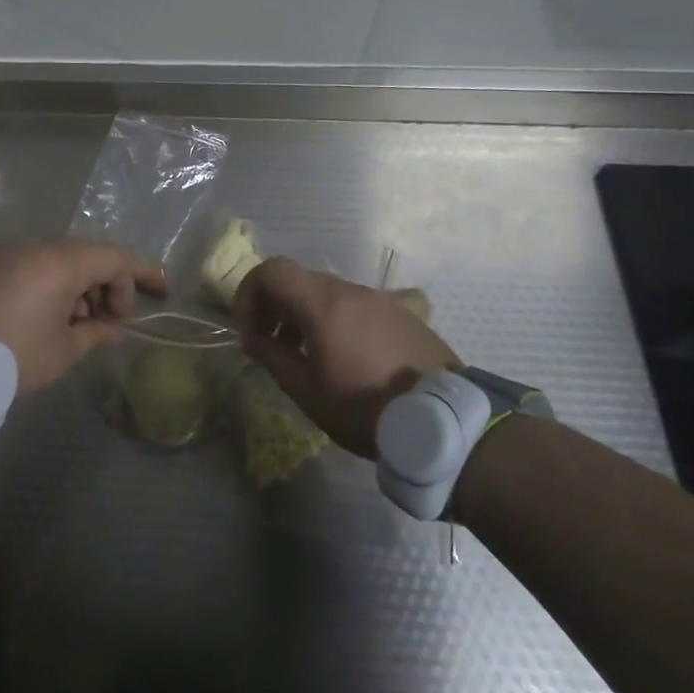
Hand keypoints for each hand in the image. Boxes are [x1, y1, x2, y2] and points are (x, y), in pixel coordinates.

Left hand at [0, 239, 166, 394]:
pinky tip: (45, 316)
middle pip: (86, 256)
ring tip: (78, 324)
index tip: (160, 295)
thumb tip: (114, 328)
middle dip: (107, 285)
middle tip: (113, 321)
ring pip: (56, 260)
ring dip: (77, 286)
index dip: (141, 276)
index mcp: (61, 261)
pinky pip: (29, 266)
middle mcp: (34, 246)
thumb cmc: (12, 354)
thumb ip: (95, 333)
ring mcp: (5, 252)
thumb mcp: (63, 351)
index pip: (115, 258)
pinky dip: (48, 285)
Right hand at [233, 257, 461, 458]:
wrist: (445, 422)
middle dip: (275, 305)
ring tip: (305, 353)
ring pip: (328, 293)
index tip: (248, 327)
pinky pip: (355, 306)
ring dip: (304, 314)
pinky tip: (343, 357)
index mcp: (323, 304)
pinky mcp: (403, 314)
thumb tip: (253, 339)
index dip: (250, 292)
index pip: (272, 270)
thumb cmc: (364, 407)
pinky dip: (334, 320)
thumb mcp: (307, 390)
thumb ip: (273, 357)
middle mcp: (350, 291)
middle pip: (299, 280)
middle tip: (270, 342)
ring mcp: (380, 300)